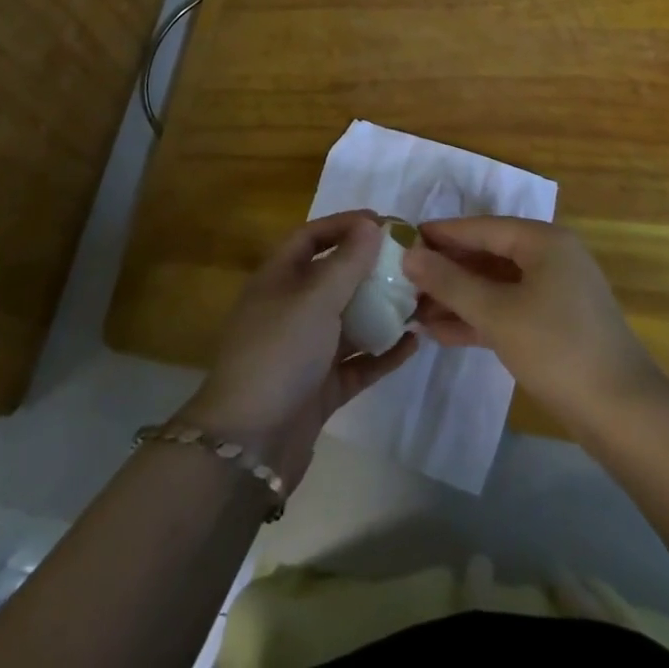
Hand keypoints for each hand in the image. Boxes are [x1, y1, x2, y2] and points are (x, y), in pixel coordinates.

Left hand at [181, 211, 416, 490]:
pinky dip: (383, 352)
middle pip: (333, 277)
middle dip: (369, 267)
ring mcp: (305, 350)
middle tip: (410, 261)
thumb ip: (347, 262)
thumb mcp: (315, 298)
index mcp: (278, 278)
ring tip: (419, 299)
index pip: (311, 236)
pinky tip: (413, 343)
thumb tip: (372, 224)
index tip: (384, 222)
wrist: (249, 445)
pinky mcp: (320, 388)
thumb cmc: (279, 352)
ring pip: (348, 320)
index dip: (344, 224)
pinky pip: (357, 362)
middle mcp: (290, 309)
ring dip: (381, 309)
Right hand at [402, 217, 664, 432]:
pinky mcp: (556, 325)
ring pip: (497, 286)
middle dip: (447, 271)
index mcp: (544, 241)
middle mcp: (552, 258)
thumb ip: (450, 282)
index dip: (441, 234)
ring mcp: (556, 293)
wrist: (624, 415)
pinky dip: (479, 318)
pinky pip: (509, 310)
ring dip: (458, 298)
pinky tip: (441, 332)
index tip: (403, 238)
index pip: (482, 228)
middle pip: (489, 255)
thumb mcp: (497, 313)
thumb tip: (409, 255)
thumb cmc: (557, 349)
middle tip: (404, 279)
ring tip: (414, 310)